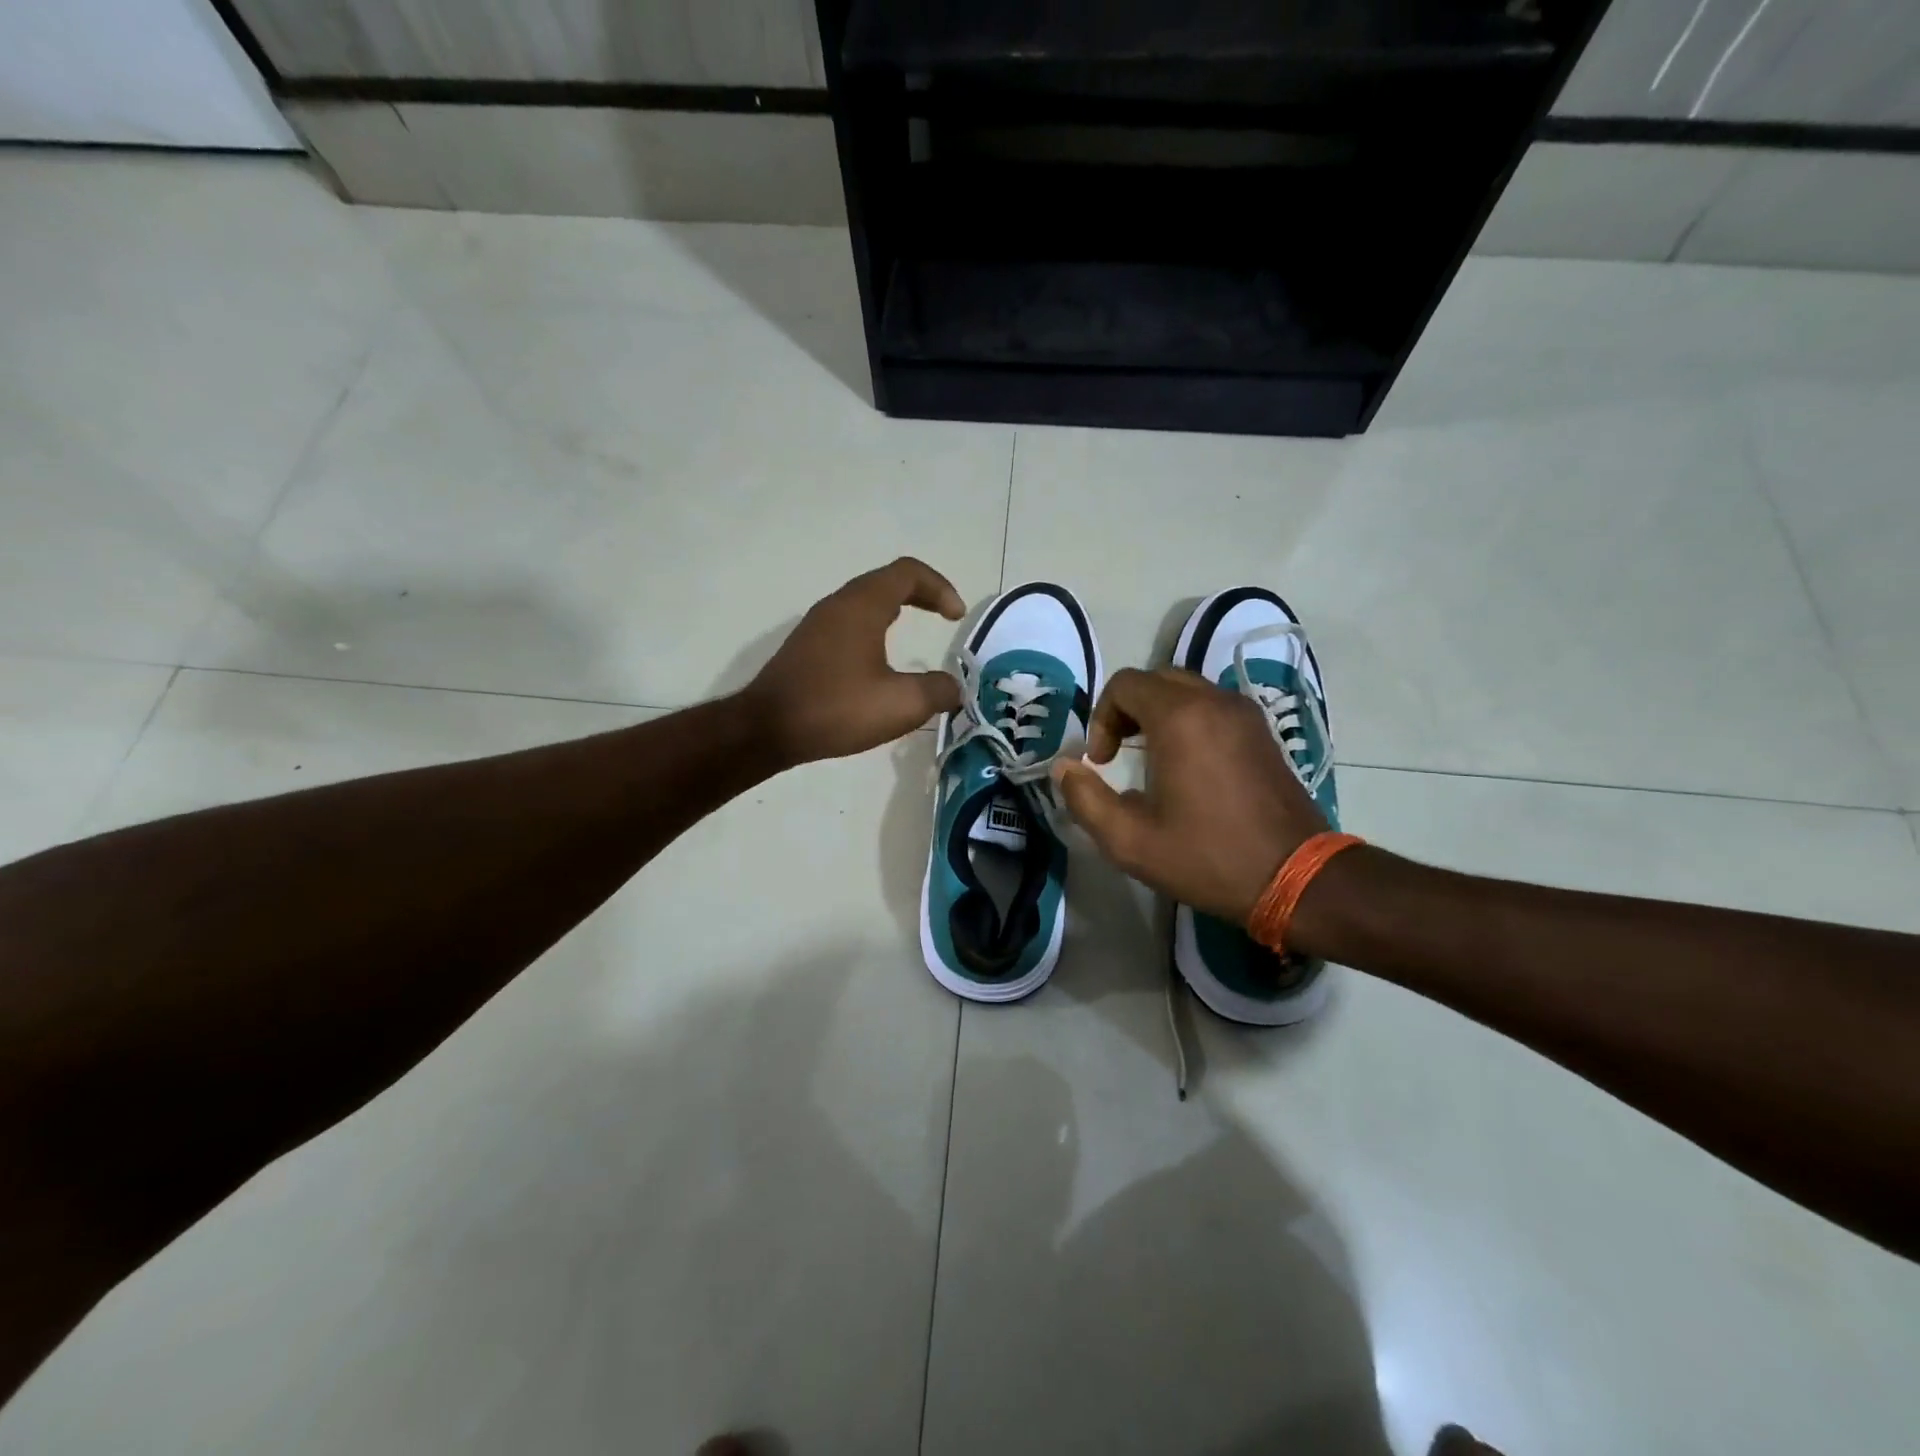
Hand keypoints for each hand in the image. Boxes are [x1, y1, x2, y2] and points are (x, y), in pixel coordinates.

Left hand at [744, 557, 965, 765]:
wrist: (766, 729)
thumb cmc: (836, 708)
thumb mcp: (901, 704)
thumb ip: (937, 691)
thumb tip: (953, 688)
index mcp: (862, 606)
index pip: (908, 573)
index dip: (940, 587)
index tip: (956, 618)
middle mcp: (838, 605)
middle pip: (886, 581)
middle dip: (921, 595)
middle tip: (943, 617)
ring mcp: (817, 625)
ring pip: (864, 602)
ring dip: (895, 610)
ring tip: (914, 635)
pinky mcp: (806, 647)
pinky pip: (848, 623)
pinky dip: (873, 629)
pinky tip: (877, 663)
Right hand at [1052, 667, 1328, 923]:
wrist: (1297, 878)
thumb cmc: (1209, 858)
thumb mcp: (1130, 841)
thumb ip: (1085, 799)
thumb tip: (1063, 768)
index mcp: (1180, 718)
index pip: (1125, 684)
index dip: (1101, 717)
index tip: (1102, 761)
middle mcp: (1214, 701)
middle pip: (1155, 679)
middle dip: (1127, 710)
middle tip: (1119, 753)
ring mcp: (1245, 713)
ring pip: (1187, 689)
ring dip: (1158, 713)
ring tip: (1150, 759)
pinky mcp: (1263, 731)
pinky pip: (1213, 706)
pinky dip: (1189, 720)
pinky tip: (1188, 766)